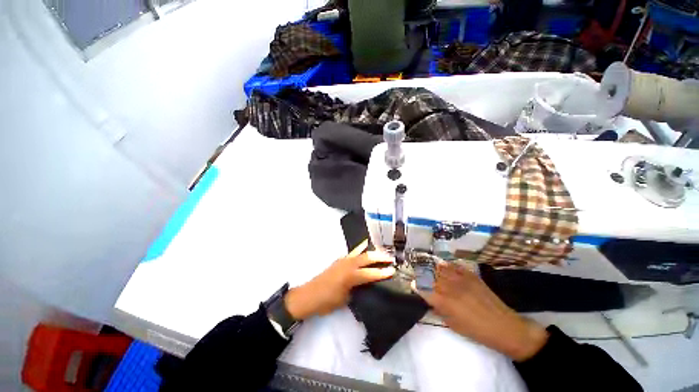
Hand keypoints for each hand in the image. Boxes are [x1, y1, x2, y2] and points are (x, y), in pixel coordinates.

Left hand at [285, 240, 394, 319]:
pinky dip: (361, 249)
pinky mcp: (339, 260)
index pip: (371, 273)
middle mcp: (348, 264)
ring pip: (361, 252)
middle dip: (380, 257)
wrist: (309, 295)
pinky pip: (353, 252)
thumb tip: (366, 285)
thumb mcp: (345, 299)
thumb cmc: (327, 301)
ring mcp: (343, 260)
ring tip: (381, 252)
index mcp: (351, 276)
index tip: (393, 270)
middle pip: (368, 258)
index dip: (383, 273)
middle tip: (391, 258)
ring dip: (372, 252)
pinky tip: (365, 247)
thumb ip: (357, 290)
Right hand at [416, 263, 548, 361]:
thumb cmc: (475, 330)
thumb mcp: (452, 324)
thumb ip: (438, 308)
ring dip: (432, 268)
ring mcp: (460, 278)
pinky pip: (453, 265)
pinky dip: (446, 266)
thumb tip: (430, 299)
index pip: (421, 287)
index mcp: (443, 300)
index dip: (416, 285)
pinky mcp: (470, 274)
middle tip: (420, 277)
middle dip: (421, 275)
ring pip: (439, 267)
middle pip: (428, 274)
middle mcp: (448, 286)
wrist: (503, 326)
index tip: (414, 286)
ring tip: (430, 270)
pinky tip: (444, 267)